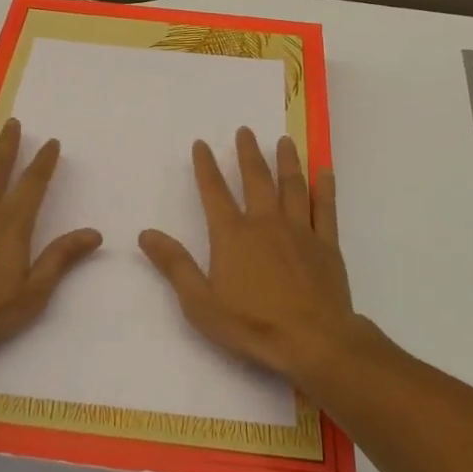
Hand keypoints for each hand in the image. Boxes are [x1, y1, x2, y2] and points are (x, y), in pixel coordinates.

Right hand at [139, 128, 358, 386]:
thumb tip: (146, 233)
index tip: (201, 144)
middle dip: (248, 153)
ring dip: (287, 161)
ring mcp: (299, 230)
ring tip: (284, 141)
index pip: (214, 192)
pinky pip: (325, 208)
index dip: (205, 167)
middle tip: (245, 131)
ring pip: (292, 186)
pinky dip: (326, 188)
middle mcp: (265, 222)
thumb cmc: (252, 324)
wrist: (313, 340)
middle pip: (256, 179)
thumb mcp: (200, 302)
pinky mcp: (326, 244)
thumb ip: (174, 265)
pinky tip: (325, 171)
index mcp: (233, 235)